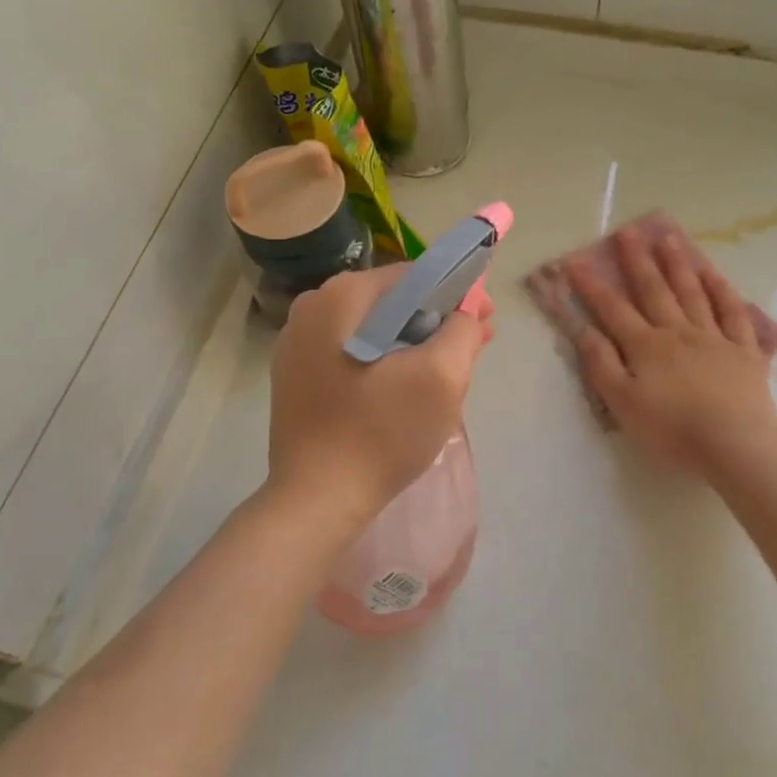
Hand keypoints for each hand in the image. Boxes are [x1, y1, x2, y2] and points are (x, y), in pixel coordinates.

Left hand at [266, 264, 489, 530]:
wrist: (317, 500)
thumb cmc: (382, 433)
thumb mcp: (442, 377)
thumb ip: (463, 330)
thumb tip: (465, 313)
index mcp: (343, 295)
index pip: (416, 276)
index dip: (458, 295)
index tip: (484, 324)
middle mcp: (313, 305)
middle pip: (392, 301)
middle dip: (435, 321)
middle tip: (469, 351)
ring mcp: (296, 340)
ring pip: (372, 327)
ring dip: (410, 342)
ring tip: (441, 374)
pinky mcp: (293, 373)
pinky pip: (350, 351)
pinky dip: (381, 360)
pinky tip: (401, 390)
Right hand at [568, 224, 776, 480]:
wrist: (735, 445)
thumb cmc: (671, 430)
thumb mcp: (623, 403)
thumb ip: (602, 364)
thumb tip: (583, 328)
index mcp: (645, 346)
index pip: (612, 309)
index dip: (591, 285)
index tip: (575, 260)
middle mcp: (677, 332)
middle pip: (654, 290)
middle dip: (637, 260)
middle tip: (627, 232)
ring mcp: (713, 337)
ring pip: (692, 293)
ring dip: (678, 265)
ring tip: (667, 238)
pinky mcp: (744, 350)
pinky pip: (732, 312)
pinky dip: (722, 290)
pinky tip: (713, 273)